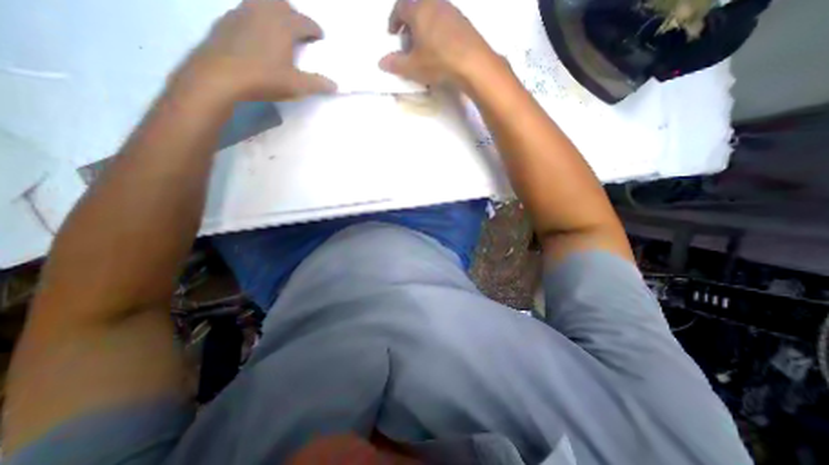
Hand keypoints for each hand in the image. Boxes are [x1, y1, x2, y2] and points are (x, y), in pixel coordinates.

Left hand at [182, 1, 336, 100]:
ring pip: (262, 2)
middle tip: (299, 31)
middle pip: (283, 4)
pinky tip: (257, 35)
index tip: (319, 36)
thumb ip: (317, 84)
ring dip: (275, 12)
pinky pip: (246, 10)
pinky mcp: (226, 20)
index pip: (304, 21)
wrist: (219, 75)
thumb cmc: (264, 79)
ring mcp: (241, 12)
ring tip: (279, 30)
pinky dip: (257, 18)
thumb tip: (335, 85)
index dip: (315, 29)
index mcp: (283, 26)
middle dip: (294, 15)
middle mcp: (263, 12)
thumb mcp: (296, 86)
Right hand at [379, 1, 496, 89]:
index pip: (400, 7)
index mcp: (418, 9)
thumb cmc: (438, 62)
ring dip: (424, 28)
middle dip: (409, 24)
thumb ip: (395, 63)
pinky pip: (445, 21)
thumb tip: (381, 62)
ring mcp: (452, 10)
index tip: (392, 34)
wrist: (473, 63)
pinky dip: (438, 31)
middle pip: (417, 8)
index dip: (393, 21)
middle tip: (408, 43)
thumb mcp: (413, 67)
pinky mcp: (464, 21)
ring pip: (432, 13)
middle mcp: (435, 3)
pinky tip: (440, 49)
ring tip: (424, 48)